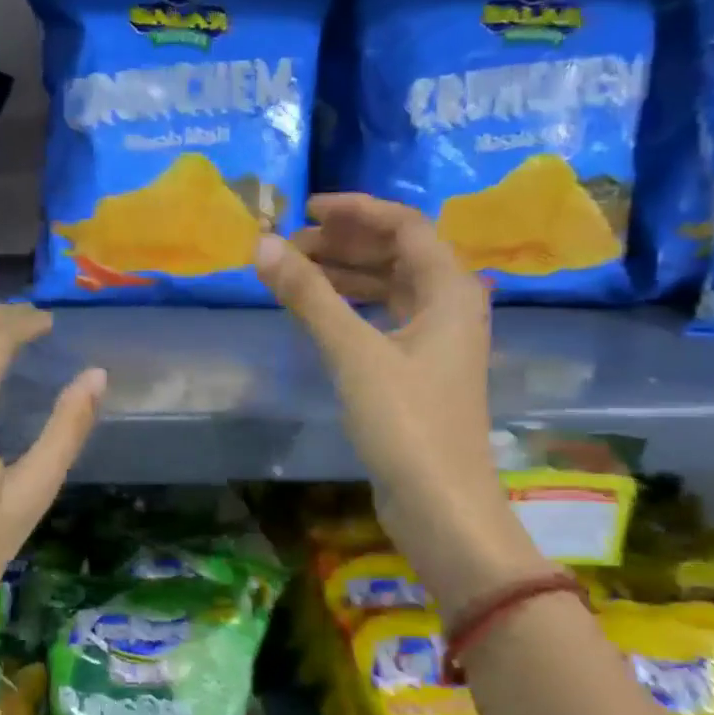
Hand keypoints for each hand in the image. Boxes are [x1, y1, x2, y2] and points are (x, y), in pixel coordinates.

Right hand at [256, 194, 542, 609]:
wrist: (441, 506)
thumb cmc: (406, 423)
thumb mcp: (354, 353)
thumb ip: (309, 296)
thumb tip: (263, 245)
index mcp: (450, 290)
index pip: (405, 226)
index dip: (356, 210)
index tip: (305, 208)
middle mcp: (450, 307)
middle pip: (398, 254)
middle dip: (345, 243)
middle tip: (290, 245)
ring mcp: (436, 342)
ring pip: (390, 288)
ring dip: (346, 275)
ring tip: (295, 272)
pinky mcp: (420, 372)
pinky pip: (384, 319)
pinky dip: (352, 308)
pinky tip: (320, 314)